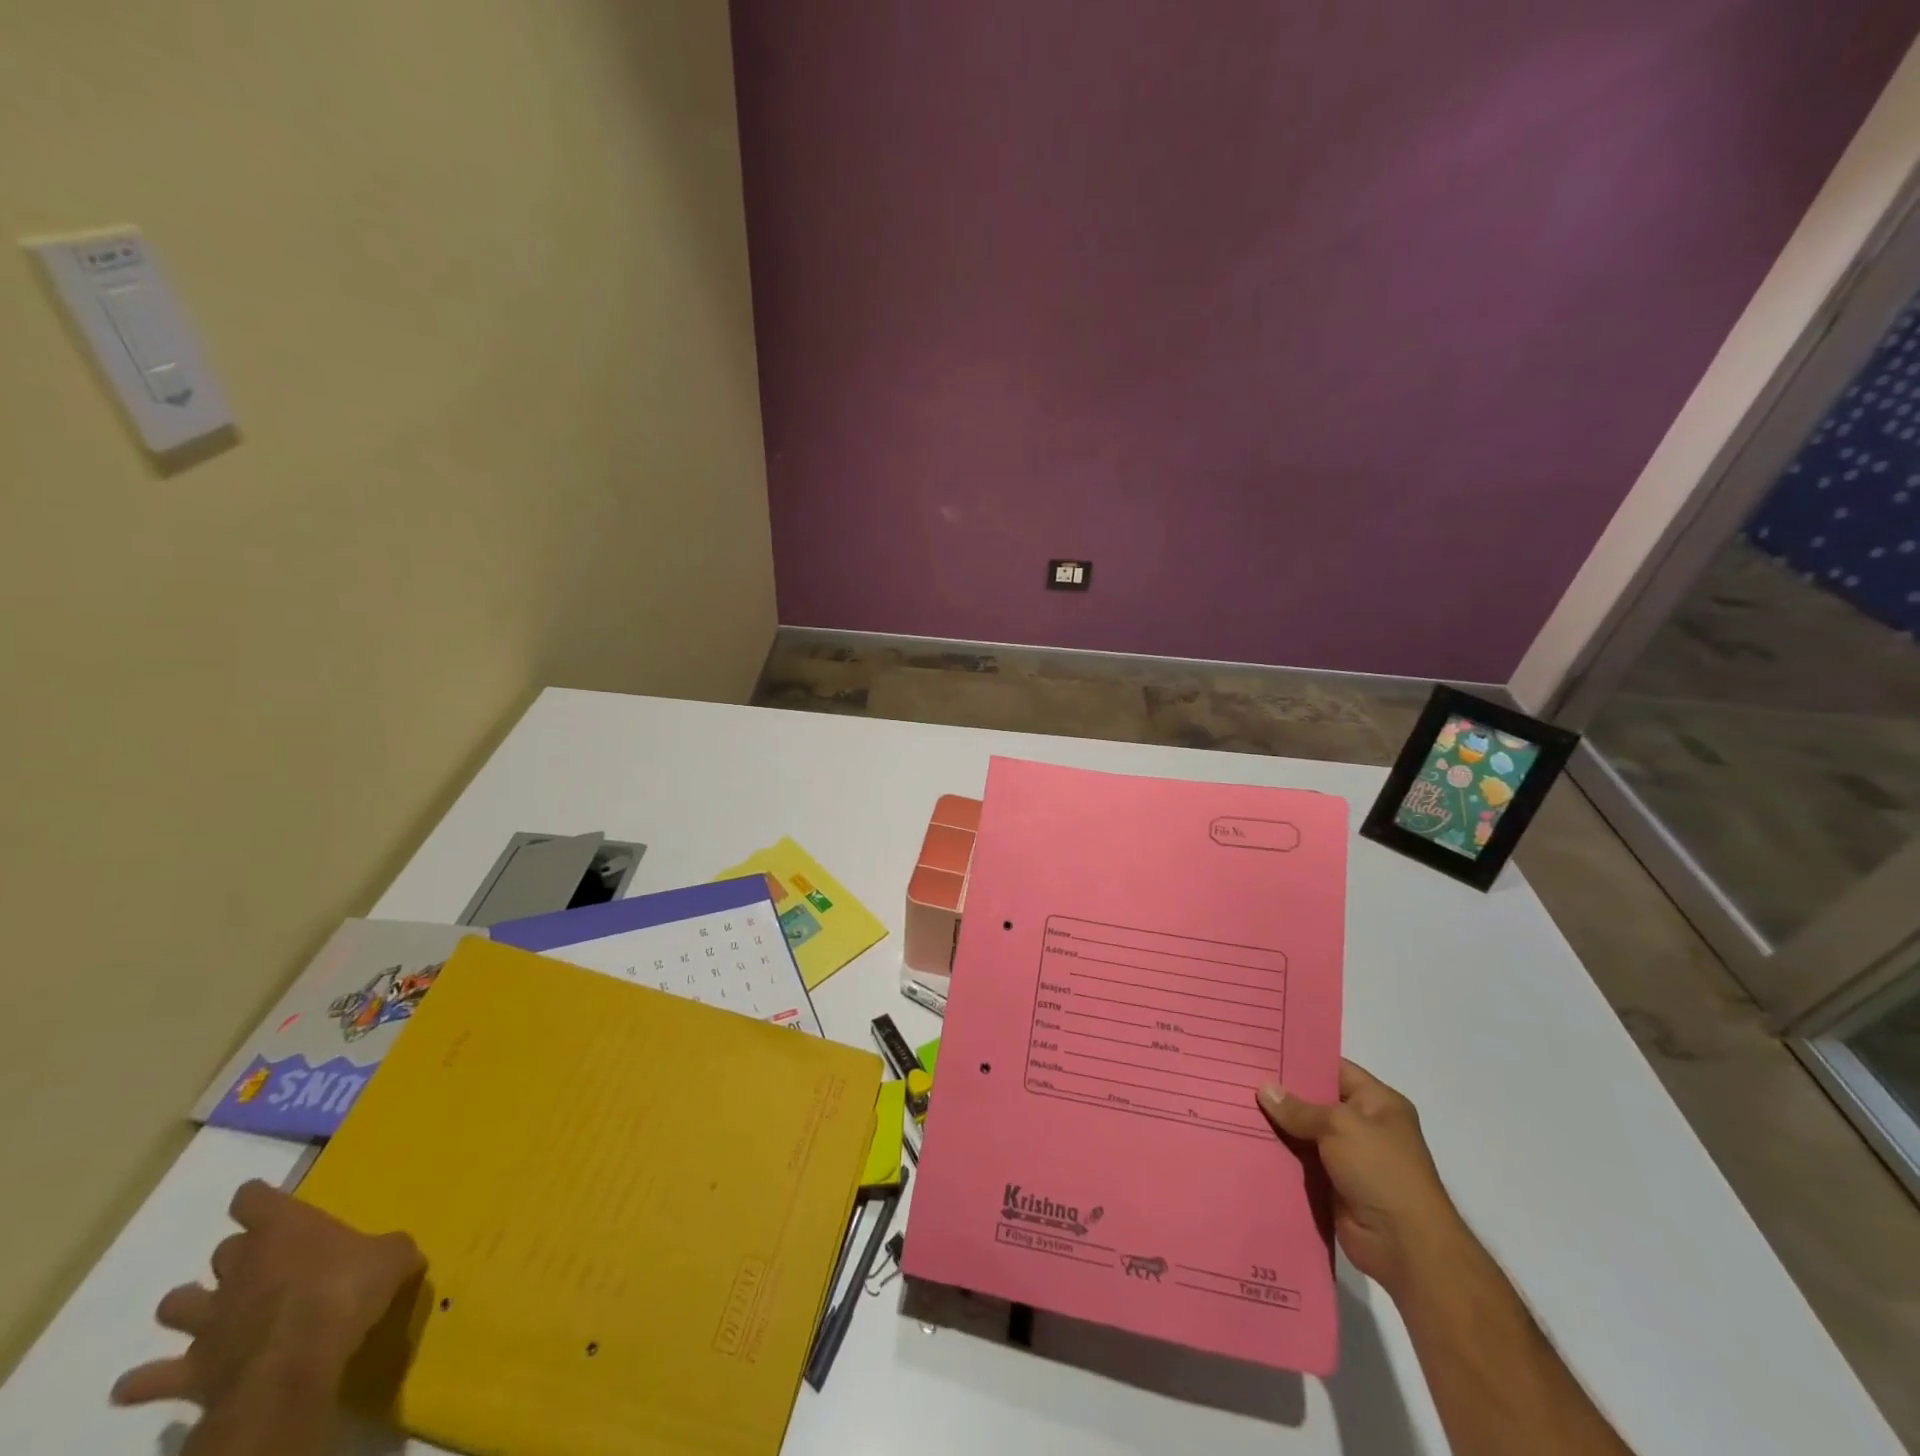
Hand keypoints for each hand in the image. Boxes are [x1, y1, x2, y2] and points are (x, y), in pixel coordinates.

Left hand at [112, 1180, 423, 1415]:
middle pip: (223, 1250)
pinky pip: (150, 1377)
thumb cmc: (348, 1290)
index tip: (262, 1199)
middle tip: (260, 1264)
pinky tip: (145, 1382)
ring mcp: (209, 1319)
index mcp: (285, 1229)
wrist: (296, 1361)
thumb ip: (390, 1250)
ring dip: (190, 1306)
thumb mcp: (394, 1256)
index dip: (257, 1198)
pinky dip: (146, 1379)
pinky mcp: (191, 1368)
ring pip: (177, 1304)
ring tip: (207, 1313)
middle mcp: (240, 1266)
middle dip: (236, 1256)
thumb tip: (397, 1253)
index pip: (255, 1199)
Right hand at [1257, 1060, 1465, 1296]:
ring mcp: (1349, 1158)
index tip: (1264, 1052)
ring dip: (1277, 1126)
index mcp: (1378, 1103)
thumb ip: (1299, 1109)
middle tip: (1240, 1076)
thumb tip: (1264, 1088)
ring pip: (1304, 1133)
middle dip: (1282, 1094)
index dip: (1301, 1060)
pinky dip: (1280, 1155)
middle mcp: (1364, 1126)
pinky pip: (1300, 1162)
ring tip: (1235, 1105)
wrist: (1406, 1247)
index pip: (1334, 1069)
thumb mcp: (1340, 1126)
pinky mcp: (1333, 1185)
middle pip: (1315, 1101)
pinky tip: (1247, 1141)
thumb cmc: (1382, 1172)